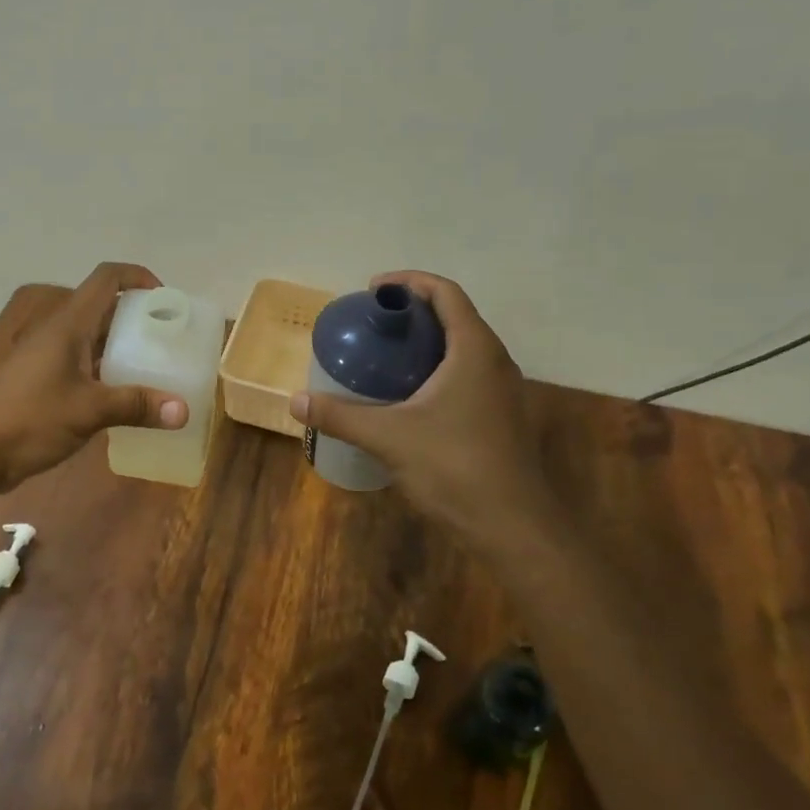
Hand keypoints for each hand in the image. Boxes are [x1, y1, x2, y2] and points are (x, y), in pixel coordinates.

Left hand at [0, 262, 188, 495]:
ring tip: (151, 369)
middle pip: (101, 307)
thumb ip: (136, 406)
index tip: (165, 299)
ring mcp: (43, 355)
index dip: (138, 277)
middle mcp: (56, 331)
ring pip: (89, 338)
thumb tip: (184, 410)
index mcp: (67, 324)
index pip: (106, 278)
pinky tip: (119, 397)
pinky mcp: (37, 380)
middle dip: (135, 318)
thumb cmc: (27, 419)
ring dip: (119, 347)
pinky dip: (102, 370)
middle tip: (165, 341)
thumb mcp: (88, 412)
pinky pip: (78, 363)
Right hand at [291, 271, 567, 555]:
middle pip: (455, 317)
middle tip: (373, 323)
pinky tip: (409, 397)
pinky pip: (467, 375)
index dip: (410, 282)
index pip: (446, 293)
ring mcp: (503, 391)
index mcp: (474, 350)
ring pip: (463, 349)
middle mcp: (495, 361)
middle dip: (414, 312)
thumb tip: (295, 401)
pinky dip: (437, 370)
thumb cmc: (455, 467)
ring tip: (386, 355)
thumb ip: (341, 416)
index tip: (374, 289)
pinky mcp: (501, 417)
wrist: (514, 527)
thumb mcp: (389, 437)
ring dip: (427, 342)